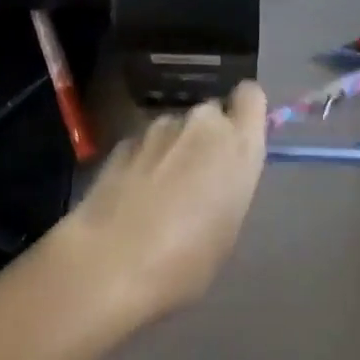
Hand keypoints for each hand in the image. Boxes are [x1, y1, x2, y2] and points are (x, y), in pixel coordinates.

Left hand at [54, 82, 267, 322]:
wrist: (109, 265)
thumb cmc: (185, 263)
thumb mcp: (226, 230)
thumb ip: (229, 185)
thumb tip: (218, 175)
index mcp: (236, 144)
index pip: (251, 95)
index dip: (245, 112)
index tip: (238, 139)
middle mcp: (201, 123)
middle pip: (211, 113)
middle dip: (207, 137)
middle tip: (198, 178)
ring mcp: (159, 127)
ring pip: (177, 128)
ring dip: (175, 149)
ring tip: (160, 195)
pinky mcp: (125, 139)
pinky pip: (146, 143)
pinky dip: (145, 161)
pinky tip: (132, 197)